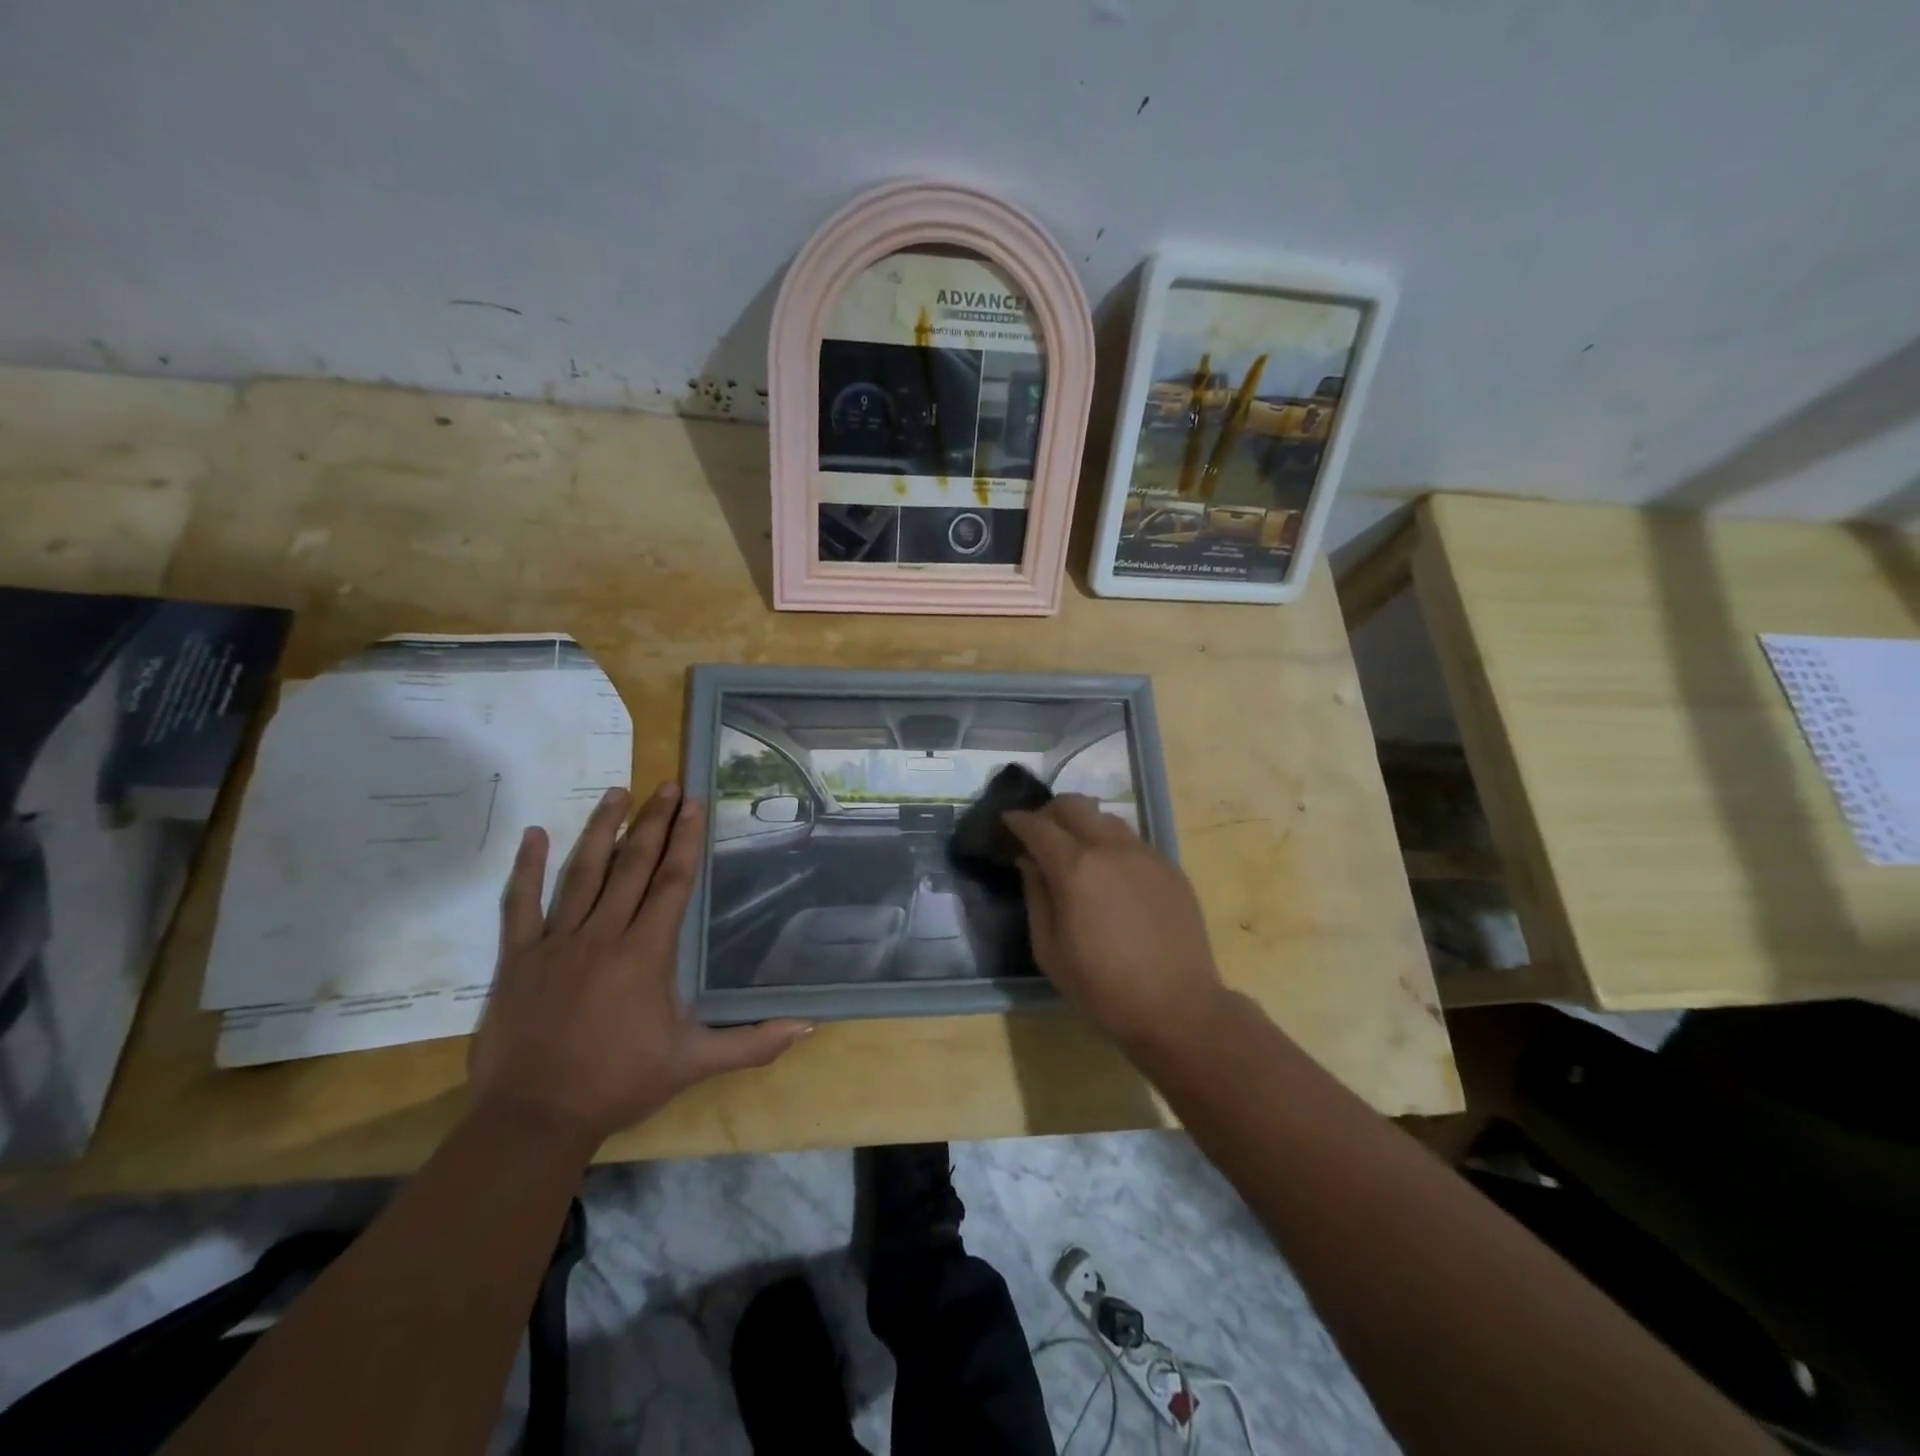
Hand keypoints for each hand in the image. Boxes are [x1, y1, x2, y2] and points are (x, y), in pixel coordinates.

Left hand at [469, 783, 811, 1149]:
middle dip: (653, 821)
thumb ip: (753, 1043)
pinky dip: (526, 869)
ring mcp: (556, 943)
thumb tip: (809, 1026)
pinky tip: (533, 834)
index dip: (685, 840)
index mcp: (646, 953)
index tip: (693, 803)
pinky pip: (519, 905)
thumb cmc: (618, 1085)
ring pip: (581, 874)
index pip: (672, 882)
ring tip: (617, 793)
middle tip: (667, 784)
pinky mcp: (517, 959)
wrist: (533, 1120)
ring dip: (601, 830)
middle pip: (633, 866)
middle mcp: (603, 935)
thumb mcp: (694, 1063)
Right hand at [1005, 794, 1227, 1055]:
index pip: (1038, 826)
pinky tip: (1111, 875)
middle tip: (1039, 831)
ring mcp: (1146, 855)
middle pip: (1075, 805)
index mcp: (1076, 868)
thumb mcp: (1049, 950)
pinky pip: (1133, 842)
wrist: (1178, 1008)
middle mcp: (1111, 849)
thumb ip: (1036, 896)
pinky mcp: (1170, 868)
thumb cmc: (1102, 987)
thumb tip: (1029, 861)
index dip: (1018, 820)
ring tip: (1076, 851)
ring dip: (1084, 825)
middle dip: (1050, 812)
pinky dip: (1112, 845)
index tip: (1007, 821)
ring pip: (1106, 819)